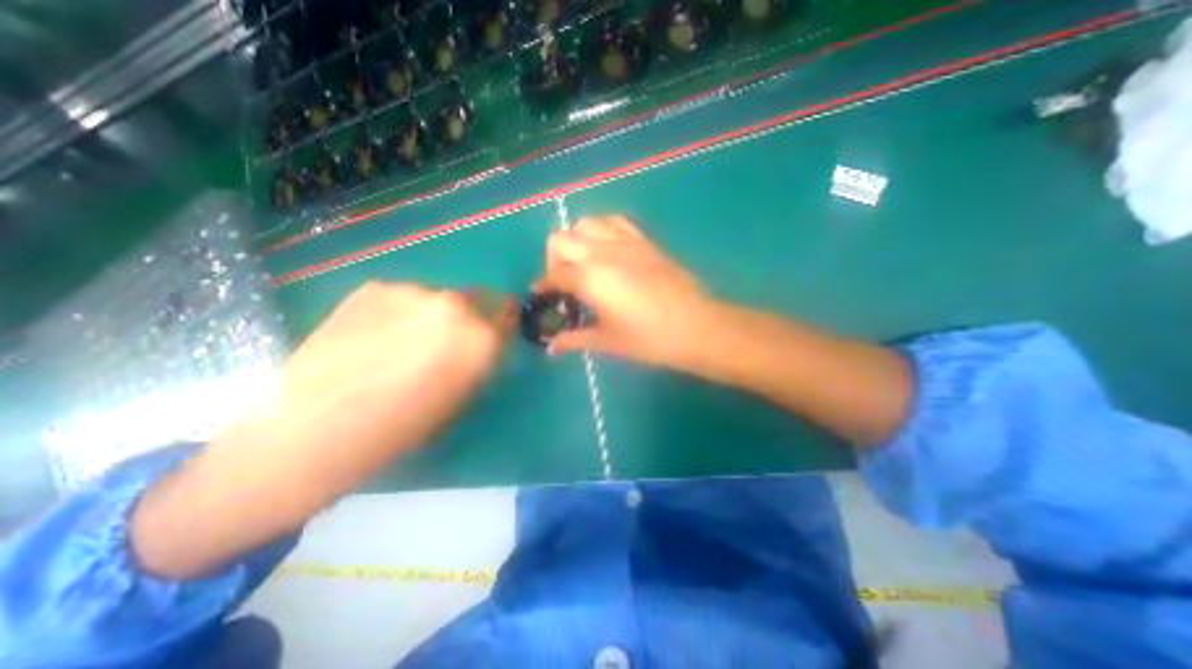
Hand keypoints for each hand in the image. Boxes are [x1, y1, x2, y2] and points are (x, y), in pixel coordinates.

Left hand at [264, 282, 512, 453]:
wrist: (319, 425)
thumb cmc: (403, 425)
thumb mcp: (461, 397)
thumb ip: (478, 360)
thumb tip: (478, 343)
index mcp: (482, 337)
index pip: (508, 313)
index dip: (502, 319)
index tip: (495, 325)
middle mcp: (455, 305)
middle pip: (475, 299)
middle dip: (467, 317)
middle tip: (443, 340)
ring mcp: (414, 291)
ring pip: (436, 298)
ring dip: (429, 314)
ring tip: (398, 341)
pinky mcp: (375, 286)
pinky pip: (401, 297)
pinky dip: (397, 312)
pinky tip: (372, 336)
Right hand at [538, 215, 715, 368]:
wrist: (696, 326)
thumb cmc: (649, 338)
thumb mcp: (607, 341)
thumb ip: (574, 339)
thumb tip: (551, 348)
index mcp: (589, 277)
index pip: (554, 274)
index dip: (544, 286)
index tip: (544, 298)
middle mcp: (601, 251)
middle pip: (560, 239)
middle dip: (554, 259)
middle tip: (565, 283)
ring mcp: (624, 241)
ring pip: (586, 223)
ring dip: (577, 241)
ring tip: (585, 265)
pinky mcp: (644, 240)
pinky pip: (614, 222)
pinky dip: (602, 231)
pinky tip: (609, 253)